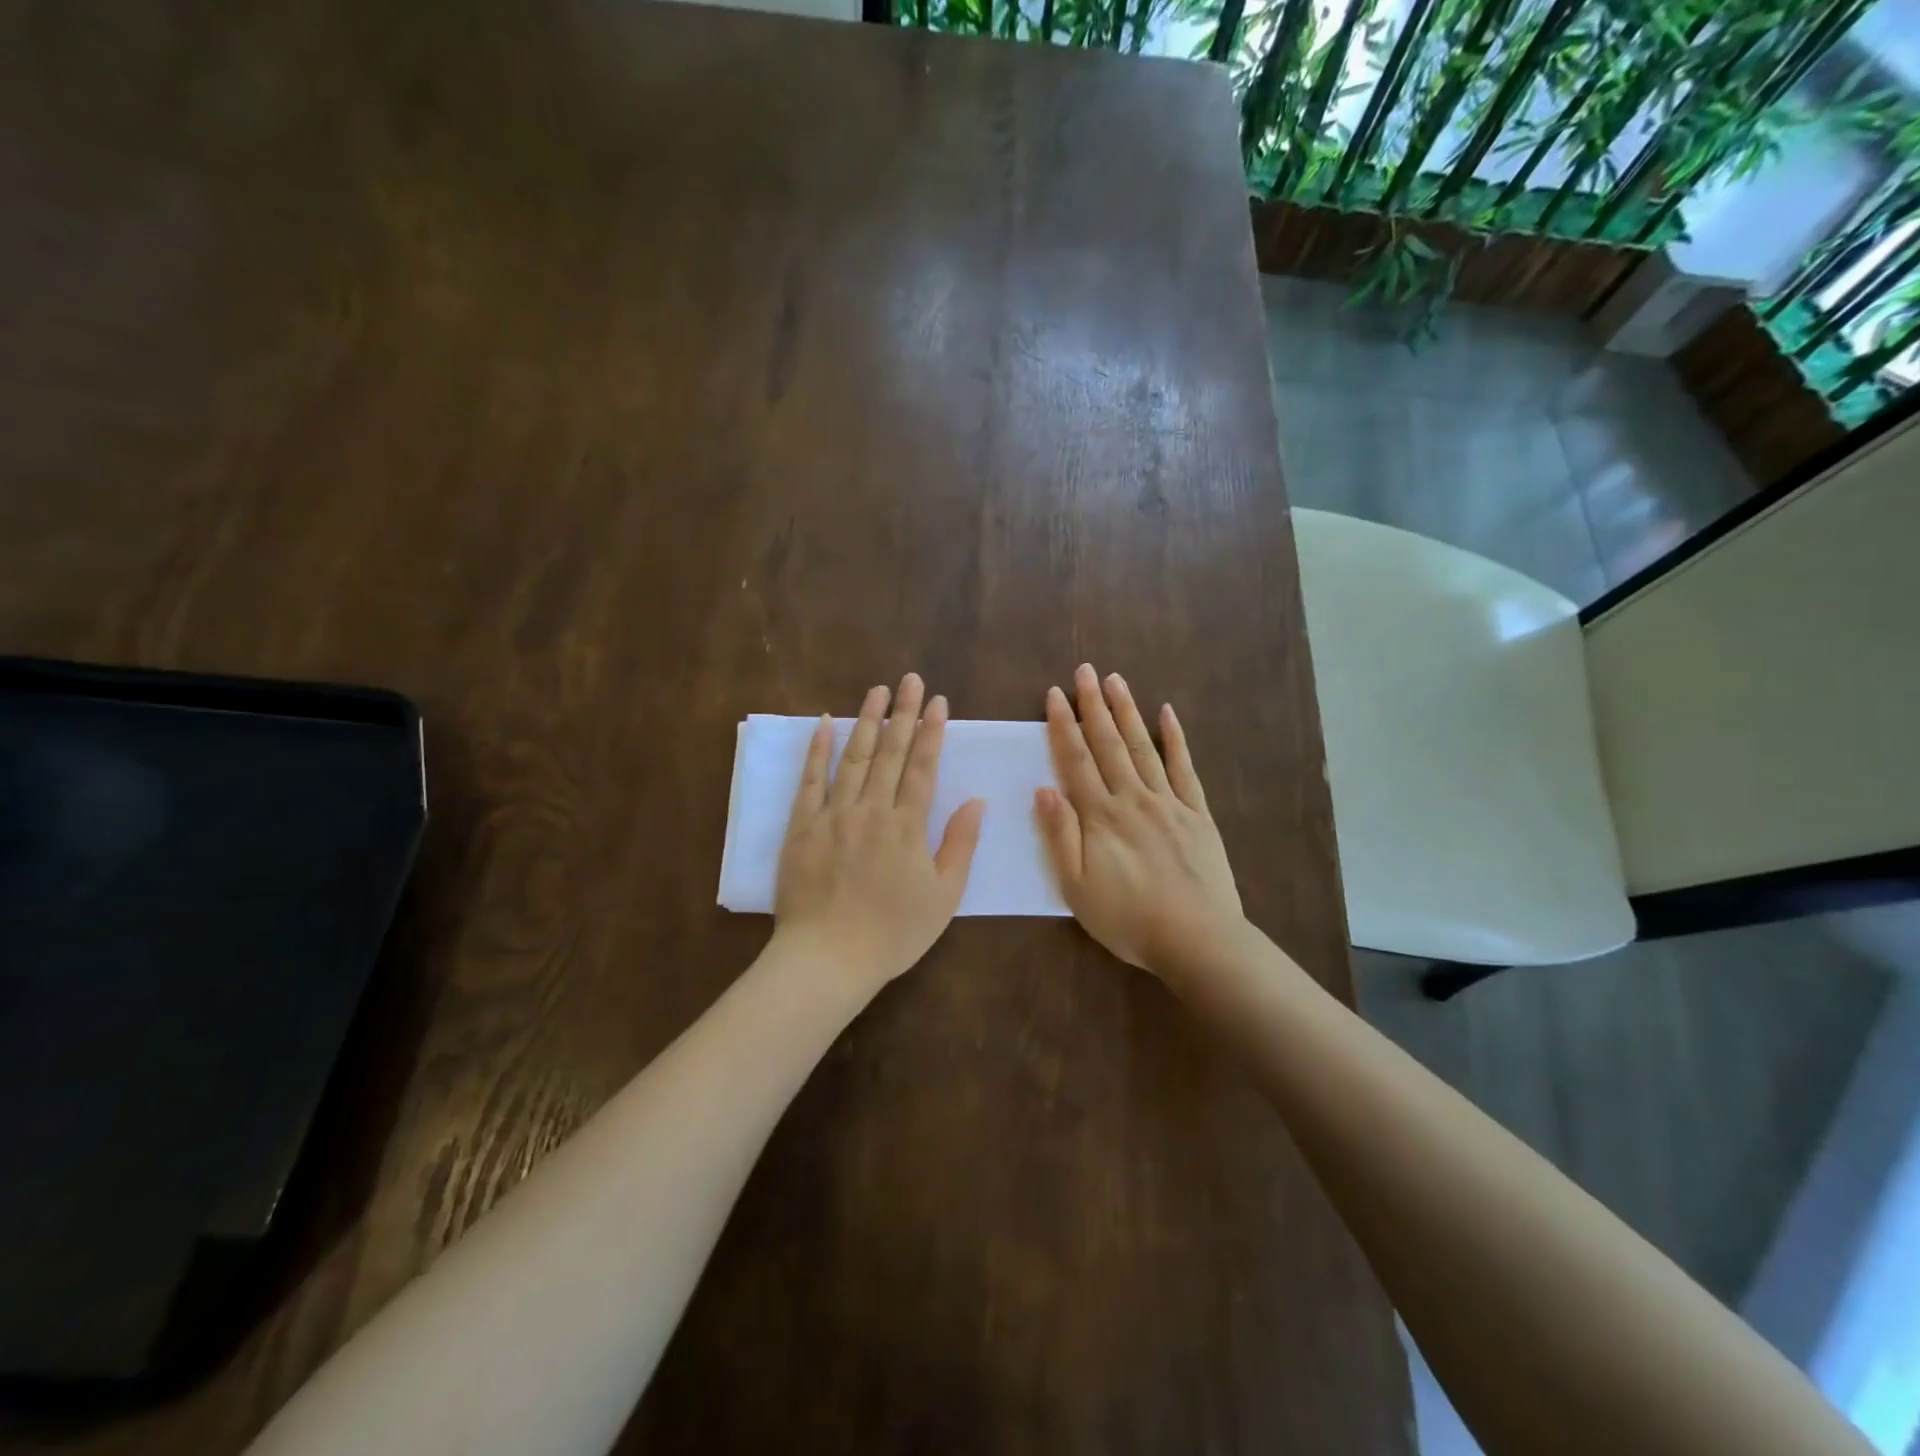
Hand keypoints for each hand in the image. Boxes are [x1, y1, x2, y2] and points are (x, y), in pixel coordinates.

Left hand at [773, 673, 985, 997]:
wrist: (828, 958)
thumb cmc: (893, 933)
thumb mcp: (943, 896)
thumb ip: (960, 844)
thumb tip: (977, 800)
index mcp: (907, 826)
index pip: (924, 767)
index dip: (933, 732)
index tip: (939, 701)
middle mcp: (871, 809)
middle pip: (891, 752)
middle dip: (904, 713)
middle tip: (911, 680)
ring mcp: (834, 814)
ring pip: (854, 757)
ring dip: (868, 720)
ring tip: (878, 690)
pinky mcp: (802, 826)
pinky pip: (810, 780)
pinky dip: (818, 750)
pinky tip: (826, 723)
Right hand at [1035, 664, 1244, 977]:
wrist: (1197, 939)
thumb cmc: (1128, 919)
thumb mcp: (1077, 887)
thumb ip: (1060, 836)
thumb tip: (1044, 789)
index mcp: (1101, 816)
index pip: (1076, 760)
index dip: (1064, 725)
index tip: (1055, 694)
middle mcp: (1133, 798)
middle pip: (1109, 744)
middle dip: (1094, 705)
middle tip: (1085, 670)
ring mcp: (1169, 802)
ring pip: (1144, 747)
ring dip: (1128, 712)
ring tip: (1116, 681)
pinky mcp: (1198, 814)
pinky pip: (1185, 769)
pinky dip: (1176, 739)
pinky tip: (1168, 714)